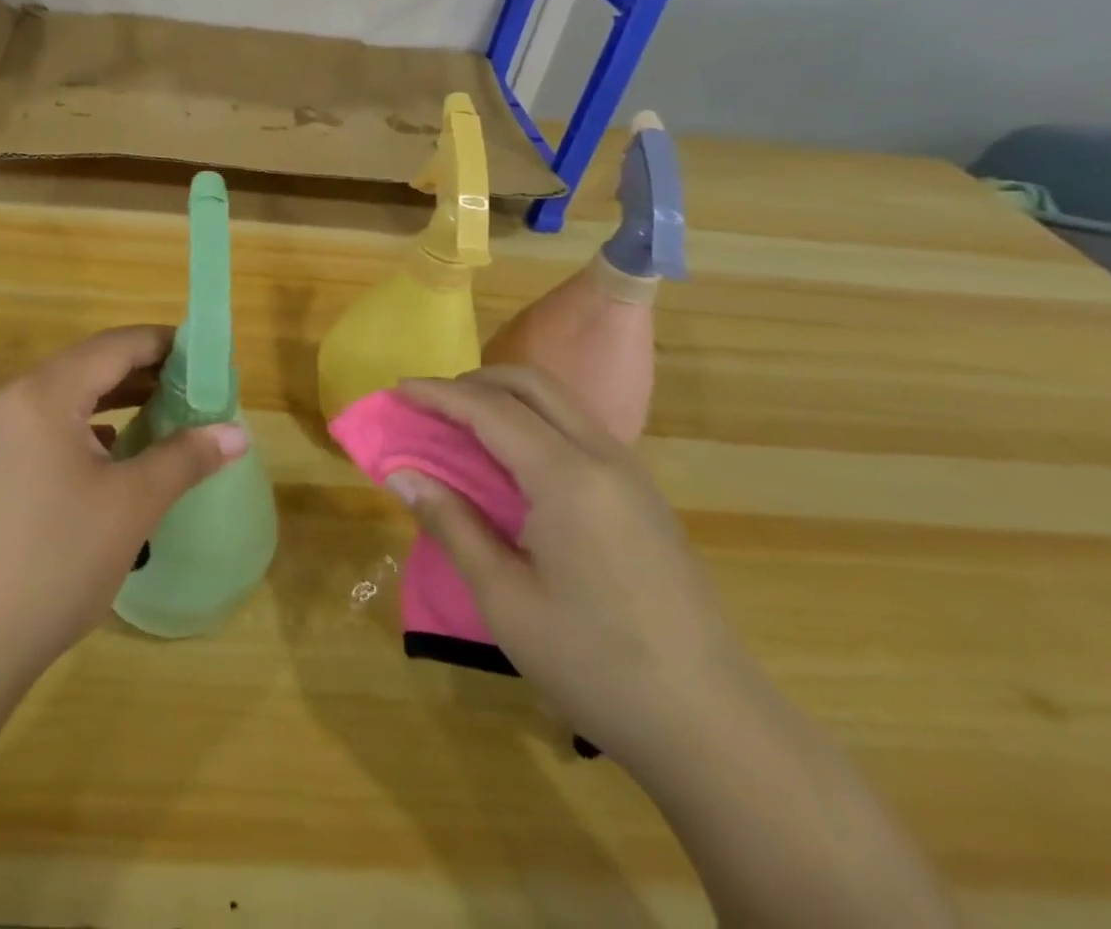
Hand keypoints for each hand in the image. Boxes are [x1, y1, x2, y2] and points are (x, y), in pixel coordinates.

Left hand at [0, 325, 249, 685]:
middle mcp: (9, 398)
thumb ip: (185, 458)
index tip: (204, 355)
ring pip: (64, 396)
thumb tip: (239, 434)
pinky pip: (42, 424)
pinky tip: (111, 448)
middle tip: (193, 387)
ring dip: (114, 398)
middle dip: (143, 372)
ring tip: (163, 411)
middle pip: (87, 366)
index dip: (163, 344)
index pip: (114, 346)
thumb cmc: (55, 564)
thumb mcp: (131, 506)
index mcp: (43, 394)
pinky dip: (83, 425)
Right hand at [391, 366, 764, 770]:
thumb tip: (402, 474)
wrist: (714, 727)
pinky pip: (578, 430)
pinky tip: (511, 463)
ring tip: (460, 427)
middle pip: (532, 385)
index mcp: (567, 477)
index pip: (490, 409)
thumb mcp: (505, 599)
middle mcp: (603, 457)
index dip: (438, 393)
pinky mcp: (643, 496)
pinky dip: (534, 423)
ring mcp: (631, 474)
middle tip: (428, 405)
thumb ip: (452, 524)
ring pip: (560, 403)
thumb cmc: (596, 665)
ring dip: (505, 399)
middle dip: (473, 382)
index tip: (396, 389)